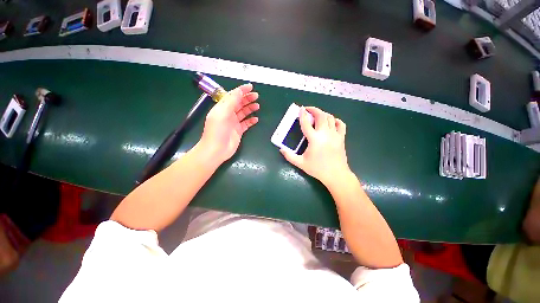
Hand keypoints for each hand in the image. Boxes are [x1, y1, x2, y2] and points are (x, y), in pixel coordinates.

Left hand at [199, 84, 259, 163]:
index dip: (241, 90)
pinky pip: (246, 124)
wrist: (216, 150)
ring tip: (257, 106)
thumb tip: (239, 90)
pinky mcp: (238, 131)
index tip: (250, 87)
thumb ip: (231, 101)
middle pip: (239, 103)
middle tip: (256, 96)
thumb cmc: (217, 131)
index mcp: (222, 108)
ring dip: (250, 108)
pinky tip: (256, 119)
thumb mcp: (222, 113)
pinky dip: (251, 121)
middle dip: (247, 99)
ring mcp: (234, 123)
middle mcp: (228, 114)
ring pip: (243, 113)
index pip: (232, 96)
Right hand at [280, 106, 351, 186]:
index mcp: (314, 139)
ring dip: (323, 114)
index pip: (306, 123)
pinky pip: (341, 124)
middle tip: (308, 110)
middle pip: (321, 116)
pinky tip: (331, 122)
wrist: (336, 175)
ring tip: (317, 116)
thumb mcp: (301, 163)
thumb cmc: (318, 169)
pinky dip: (336, 120)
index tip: (300, 109)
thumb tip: (281, 150)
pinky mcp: (341, 138)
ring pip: (330, 118)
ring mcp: (335, 135)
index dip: (302, 115)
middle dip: (314, 110)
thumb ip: (289, 156)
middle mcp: (325, 134)